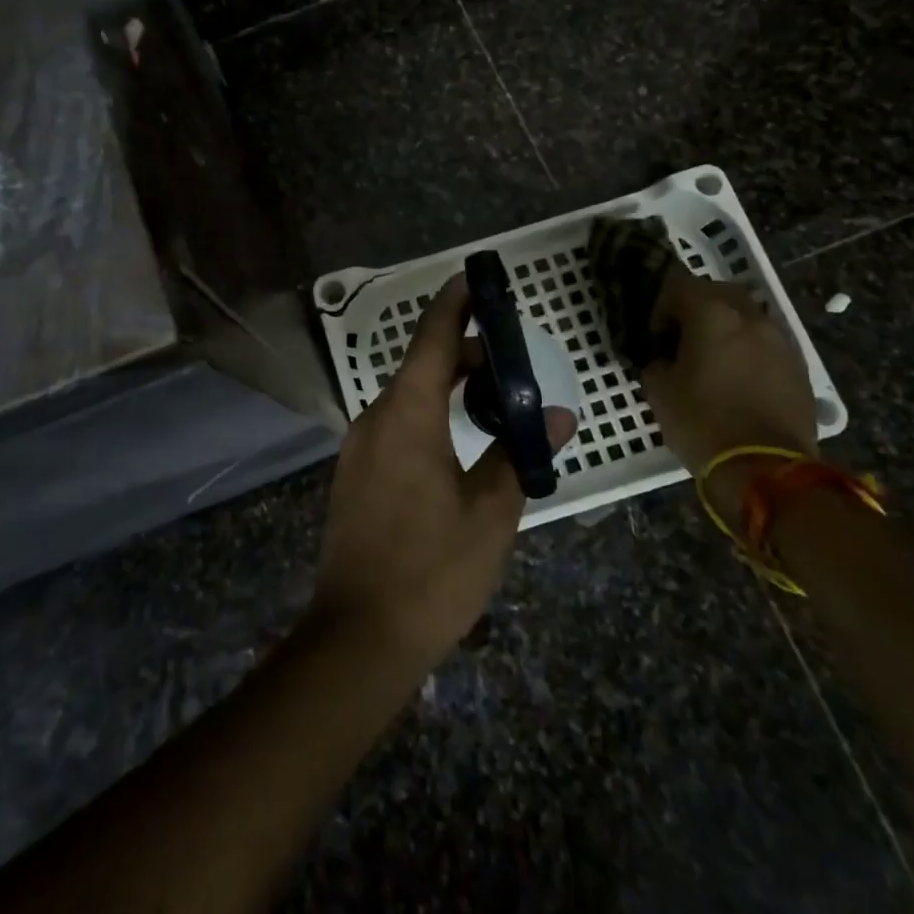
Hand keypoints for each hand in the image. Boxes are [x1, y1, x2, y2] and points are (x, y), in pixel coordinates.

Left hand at [311, 275, 575, 670]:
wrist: (359, 635)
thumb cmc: (432, 569)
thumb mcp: (491, 512)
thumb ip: (520, 454)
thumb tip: (560, 417)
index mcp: (407, 413)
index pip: (433, 337)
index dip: (454, 303)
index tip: (475, 279)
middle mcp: (375, 416)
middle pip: (422, 366)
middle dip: (465, 355)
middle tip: (512, 365)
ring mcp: (359, 445)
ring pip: (408, 396)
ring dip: (447, 388)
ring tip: (493, 404)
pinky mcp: (354, 473)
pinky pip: (395, 424)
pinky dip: (428, 415)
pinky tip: (457, 443)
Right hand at [639, 267, 817, 521]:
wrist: (766, 471)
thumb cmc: (702, 423)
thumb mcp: (659, 391)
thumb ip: (657, 362)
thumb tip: (664, 360)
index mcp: (712, 315)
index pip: (679, 285)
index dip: (661, 307)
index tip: (655, 337)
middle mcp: (751, 318)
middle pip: (719, 293)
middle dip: (697, 308)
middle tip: (682, 339)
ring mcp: (781, 342)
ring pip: (748, 318)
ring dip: (727, 329)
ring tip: (712, 361)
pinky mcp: (799, 369)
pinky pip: (767, 345)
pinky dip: (749, 351)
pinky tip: (738, 380)